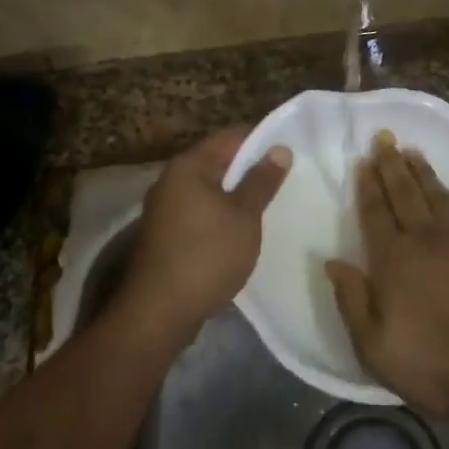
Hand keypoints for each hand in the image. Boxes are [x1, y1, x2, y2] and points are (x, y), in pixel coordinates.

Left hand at [121, 127, 290, 345]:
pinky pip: (199, 212)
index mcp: (188, 166)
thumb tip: (280, 149)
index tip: (288, 151)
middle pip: (217, 162)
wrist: (159, 311)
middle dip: (249, 169)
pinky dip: (221, 214)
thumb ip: (262, 181)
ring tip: (268, 203)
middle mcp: (171, 180)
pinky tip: (241, 230)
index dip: (261, 140)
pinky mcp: (165, 234)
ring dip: (235, 194)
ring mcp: (164, 208)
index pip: (230, 137)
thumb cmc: (207, 254)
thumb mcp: (244, 216)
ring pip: (208, 189)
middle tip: (285, 178)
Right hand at [326, 134, 448, 418]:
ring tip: (412, 151)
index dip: (367, 186)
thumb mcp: (377, 349)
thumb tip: (332, 262)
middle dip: (391, 164)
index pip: (376, 212)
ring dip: (423, 171)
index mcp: (395, 259)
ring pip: (439, 193)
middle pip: (405, 192)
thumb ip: (352, 301)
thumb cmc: (441, 366)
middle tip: (384, 137)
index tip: (363, 161)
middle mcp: (429, 237)